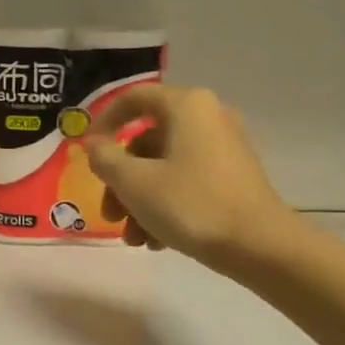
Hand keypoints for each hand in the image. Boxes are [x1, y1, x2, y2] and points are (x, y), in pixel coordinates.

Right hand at [83, 85, 292, 270]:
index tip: (85, 152)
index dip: (103, 122)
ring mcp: (224, 148)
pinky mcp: (233, 177)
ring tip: (135, 239)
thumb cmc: (191, 205)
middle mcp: (208, 118)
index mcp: (186, 106)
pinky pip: (187, 182)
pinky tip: (158, 241)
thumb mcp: (135, 183)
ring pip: (164, 167)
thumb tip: (95, 145)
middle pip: (146, 142)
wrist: (259, 245)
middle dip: (121, 182)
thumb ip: (106, 159)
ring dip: (140, 202)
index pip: (133, 99)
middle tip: (110, 215)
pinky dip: (166, 206)